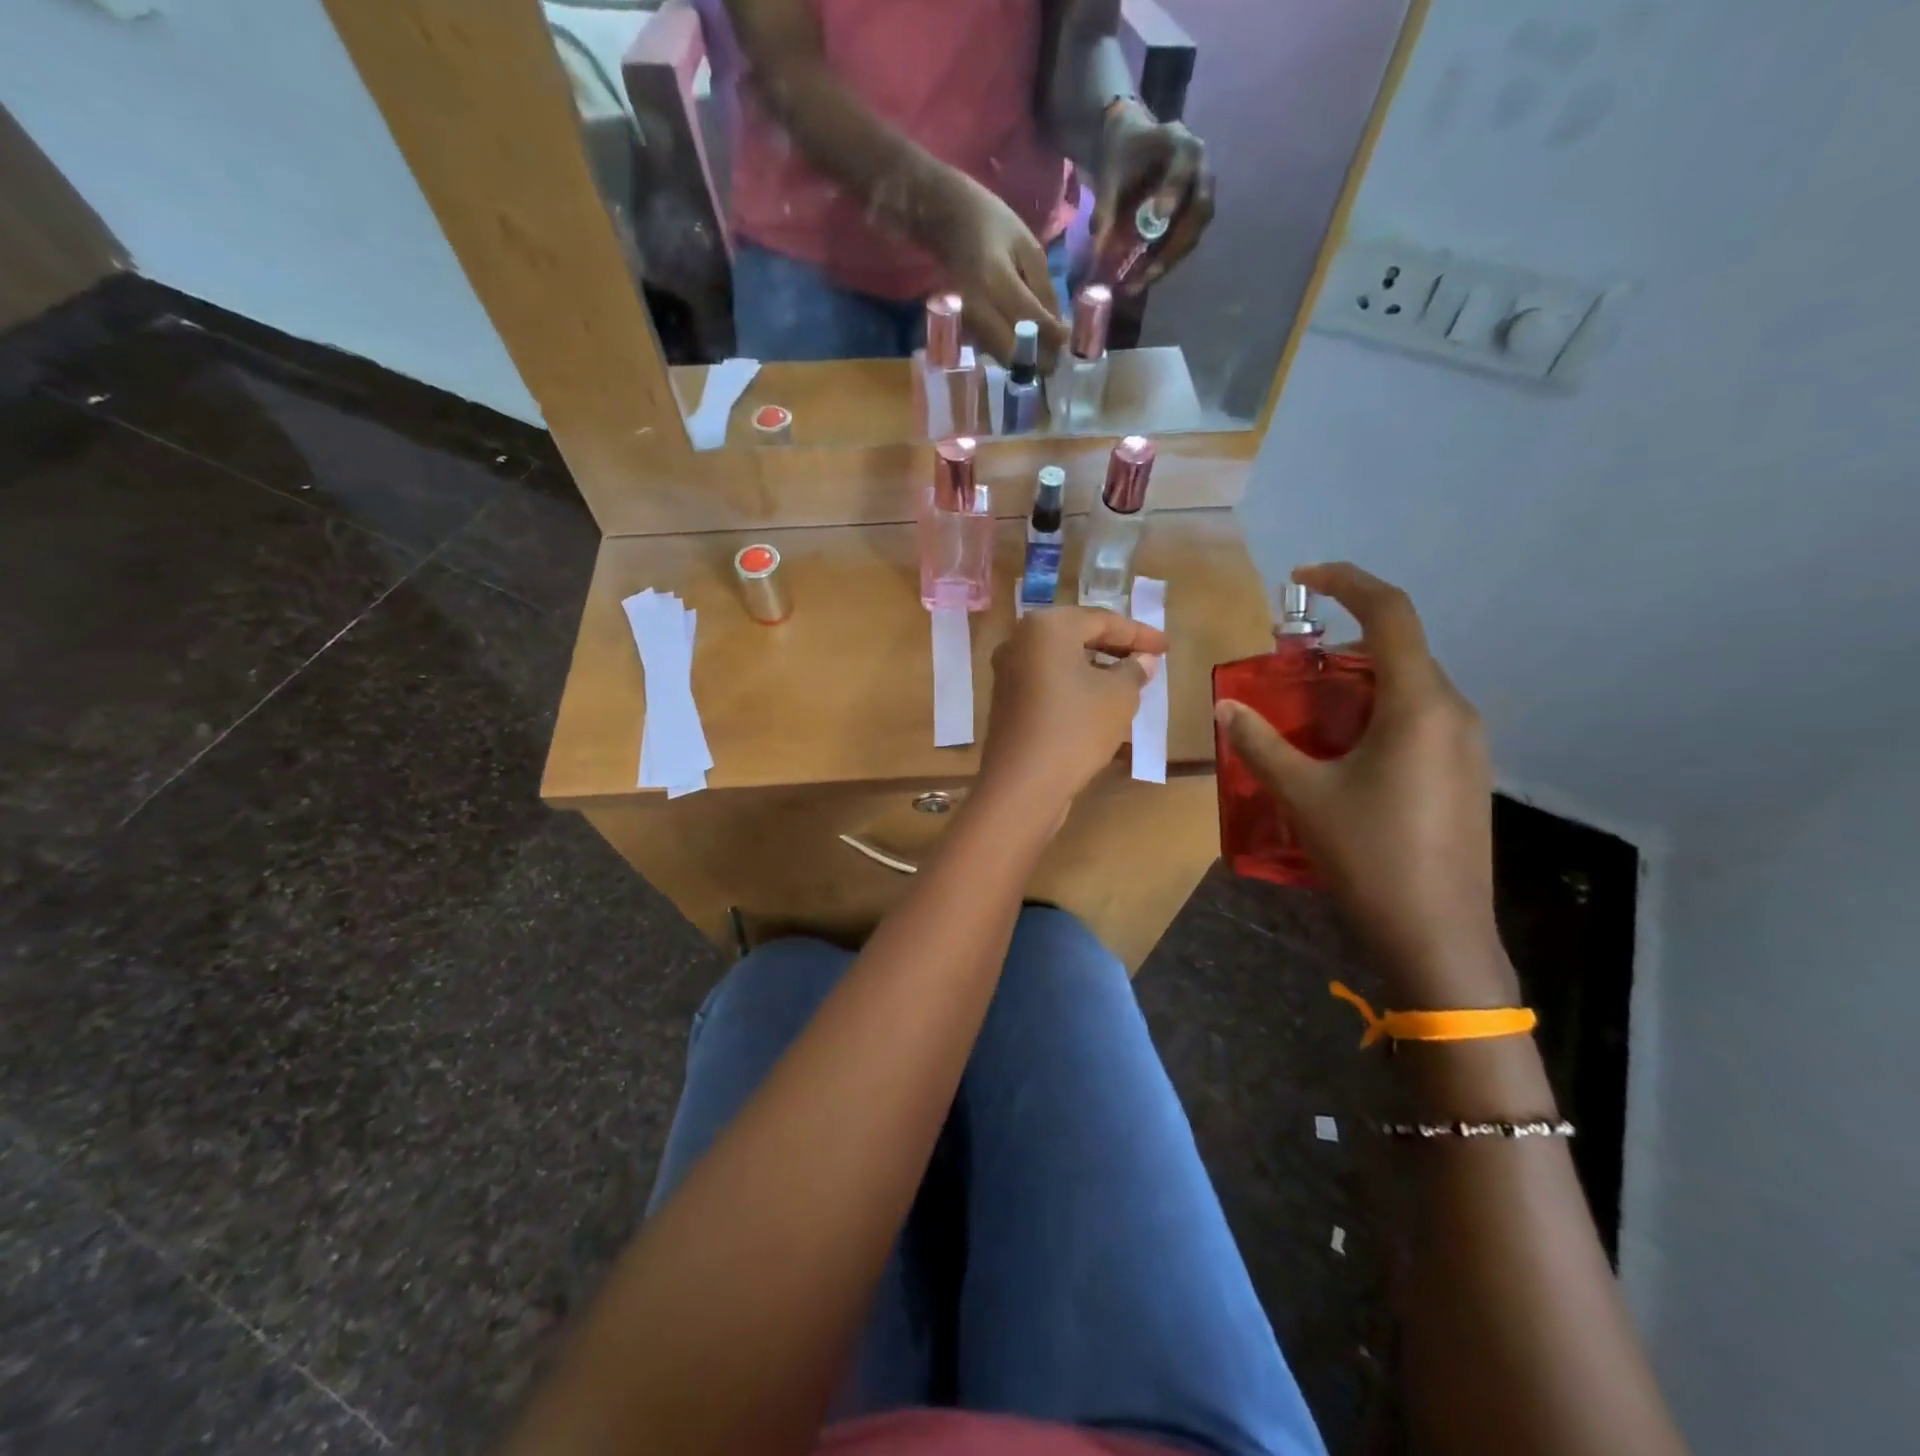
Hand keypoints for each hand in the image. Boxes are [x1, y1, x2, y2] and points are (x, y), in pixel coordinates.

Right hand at [929, 172, 1068, 366]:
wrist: (950, 221)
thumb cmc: (995, 227)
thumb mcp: (1029, 248)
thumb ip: (1045, 290)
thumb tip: (1058, 329)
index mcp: (996, 281)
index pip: (1031, 320)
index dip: (1054, 336)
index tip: (1068, 339)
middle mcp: (979, 308)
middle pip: (1013, 351)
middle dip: (1038, 359)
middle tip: (1057, 356)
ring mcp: (968, 322)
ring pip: (1003, 357)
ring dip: (1026, 360)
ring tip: (1044, 350)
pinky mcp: (964, 330)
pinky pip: (993, 351)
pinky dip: (1012, 353)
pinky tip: (1024, 343)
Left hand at [979, 607, 1166, 817]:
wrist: (1022, 784)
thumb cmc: (1075, 729)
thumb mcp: (1119, 696)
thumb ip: (1134, 670)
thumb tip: (1143, 661)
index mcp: (1046, 626)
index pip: (1103, 620)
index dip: (1139, 634)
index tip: (1167, 647)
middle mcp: (1019, 640)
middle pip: (1078, 635)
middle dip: (1116, 647)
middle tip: (1149, 660)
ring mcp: (1008, 671)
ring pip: (1062, 660)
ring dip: (1096, 667)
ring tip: (1129, 681)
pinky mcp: (1006, 700)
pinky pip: (1048, 681)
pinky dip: (1074, 684)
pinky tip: (1098, 701)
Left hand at [1093, 102, 1214, 293]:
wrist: (1131, 146)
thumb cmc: (1122, 155)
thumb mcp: (1110, 175)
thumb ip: (1105, 209)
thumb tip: (1098, 255)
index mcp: (1182, 145)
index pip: (1184, 168)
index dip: (1173, 191)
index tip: (1157, 216)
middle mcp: (1200, 169)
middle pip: (1200, 209)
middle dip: (1174, 244)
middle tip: (1149, 272)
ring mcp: (1200, 194)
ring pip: (1195, 232)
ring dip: (1170, 260)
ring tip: (1141, 282)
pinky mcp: (1192, 217)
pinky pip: (1185, 243)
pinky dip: (1166, 261)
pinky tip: (1145, 277)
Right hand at [1214, 563, 1513, 1006]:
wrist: (1438, 935)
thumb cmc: (1371, 856)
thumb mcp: (1304, 795)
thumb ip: (1261, 742)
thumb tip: (1224, 707)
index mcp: (1419, 704)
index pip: (1391, 613)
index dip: (1346, 581)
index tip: (1300, 579)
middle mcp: (1453, 711)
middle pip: (1398, 649)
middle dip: (1341, 644)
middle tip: (1287, 667)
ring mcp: (1467, 744)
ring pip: (1408, 685)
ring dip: (1356, 683)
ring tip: (1306, 712)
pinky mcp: (1465, 772)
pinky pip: (1418, 717)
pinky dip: (1375, 712)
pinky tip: (1341, 752)